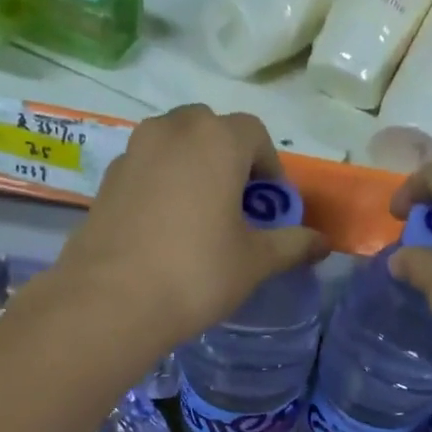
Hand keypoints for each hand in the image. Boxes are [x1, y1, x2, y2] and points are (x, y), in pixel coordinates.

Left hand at [49, 106, 328, 351]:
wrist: (112, 300)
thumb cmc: (196, 274)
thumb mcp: (254, 262)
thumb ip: (292, 245)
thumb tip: (323, 243)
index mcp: (216, 139)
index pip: (254, 134)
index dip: (270, 168)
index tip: (271, 207)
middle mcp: (172, 130)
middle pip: (212, 131)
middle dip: (231, 161)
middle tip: (237, 208)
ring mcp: (134, 151)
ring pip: (175, 145)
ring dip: (195, 169)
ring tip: (201, 218)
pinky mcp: (108, 178)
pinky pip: (148, 168)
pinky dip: (163, 184)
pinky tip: (165, 229)